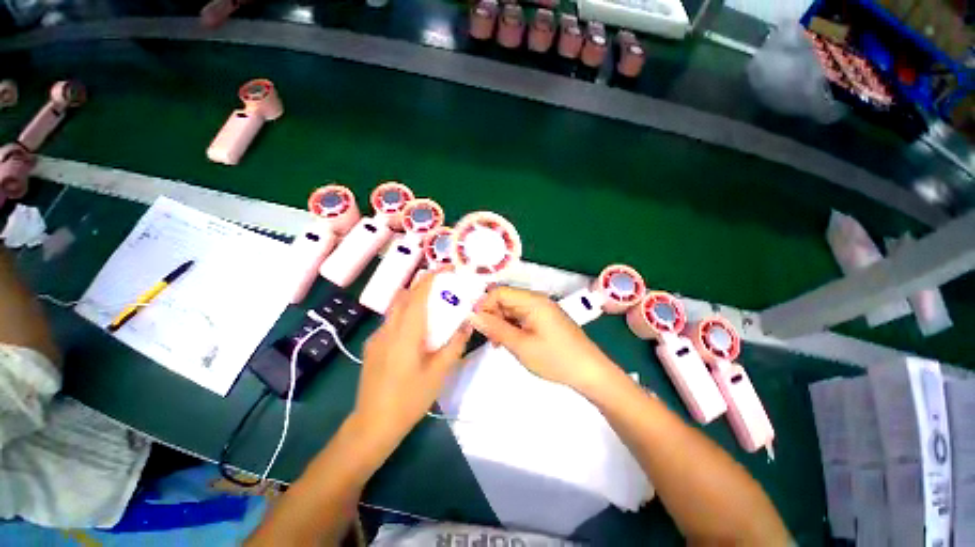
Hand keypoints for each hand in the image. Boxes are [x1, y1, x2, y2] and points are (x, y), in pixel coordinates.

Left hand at [352, 272, 471, 444]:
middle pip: (403, 297)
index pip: (418, 294)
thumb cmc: (410, 399)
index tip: (449, 269)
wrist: (375, 421)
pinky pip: (389, 325)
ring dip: (413, 304)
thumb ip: (453, 346)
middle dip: (423, 288)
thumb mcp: (438, 375)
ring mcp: (376, 339)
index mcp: (405, 333)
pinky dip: (404, 320)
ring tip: (433, 316)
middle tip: (445, 293)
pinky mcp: (371, 349)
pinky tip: (415, 340)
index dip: (433, 277)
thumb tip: (465, 325)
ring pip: (394, 311)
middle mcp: (387, 329)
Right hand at [469, 286, 616, 392]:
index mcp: (533, 301)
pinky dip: (512, 328)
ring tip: (496, 344)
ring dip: (501, 323)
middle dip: (491, 315)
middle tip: (485, 338)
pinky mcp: (548, 323)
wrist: (589, 371)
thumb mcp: (521, 346)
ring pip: (513, 310)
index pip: (499, 292)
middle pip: (506, 299)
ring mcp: (544, 312)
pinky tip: (509, 344)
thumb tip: (472, 315)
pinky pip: (523, 319)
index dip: (483, 305)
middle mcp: (538, 301)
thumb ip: (495, 328)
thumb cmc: (555, 358)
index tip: (473, 326)